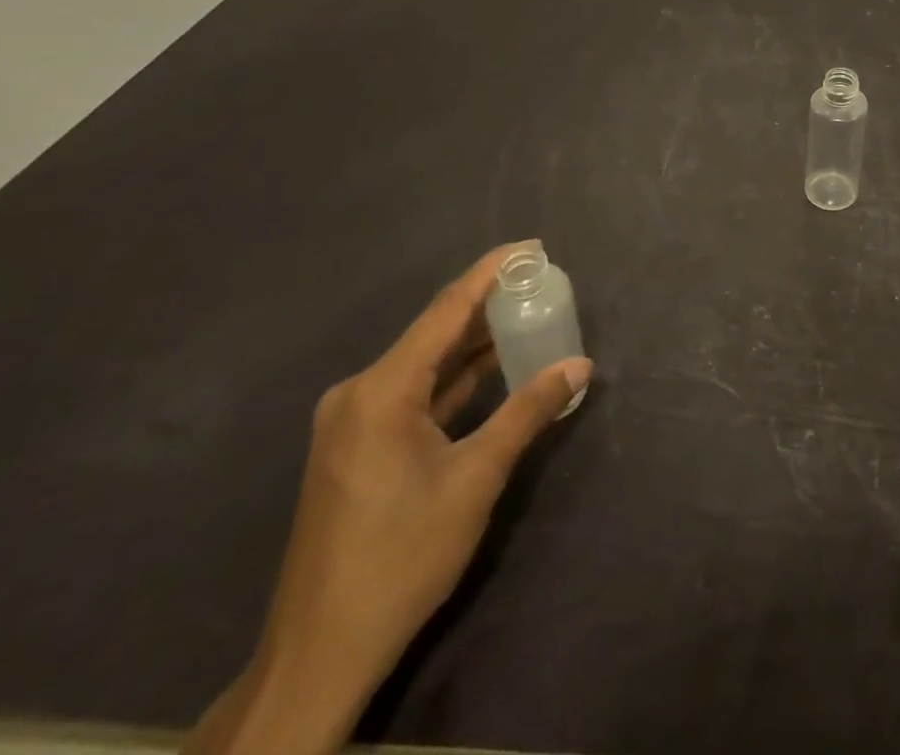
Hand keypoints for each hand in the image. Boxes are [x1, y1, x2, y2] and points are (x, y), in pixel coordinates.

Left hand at [184, 242, 593, 754]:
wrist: (320, 653)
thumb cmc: (401, 557)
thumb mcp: (475, 479)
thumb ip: (527, 412)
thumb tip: (579, 366)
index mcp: (381, 390)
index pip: (446, 310)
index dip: (491, 272)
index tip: (531, 247)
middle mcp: (360, 392)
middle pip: (435, 332)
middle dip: (488, 304)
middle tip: (539, 280)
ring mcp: (354, 420)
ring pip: (426, 363)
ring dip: (474, 343)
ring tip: (526, 312)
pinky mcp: (358, 445)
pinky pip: (415, 392)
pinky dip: (455, 378)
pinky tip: (492, 365)